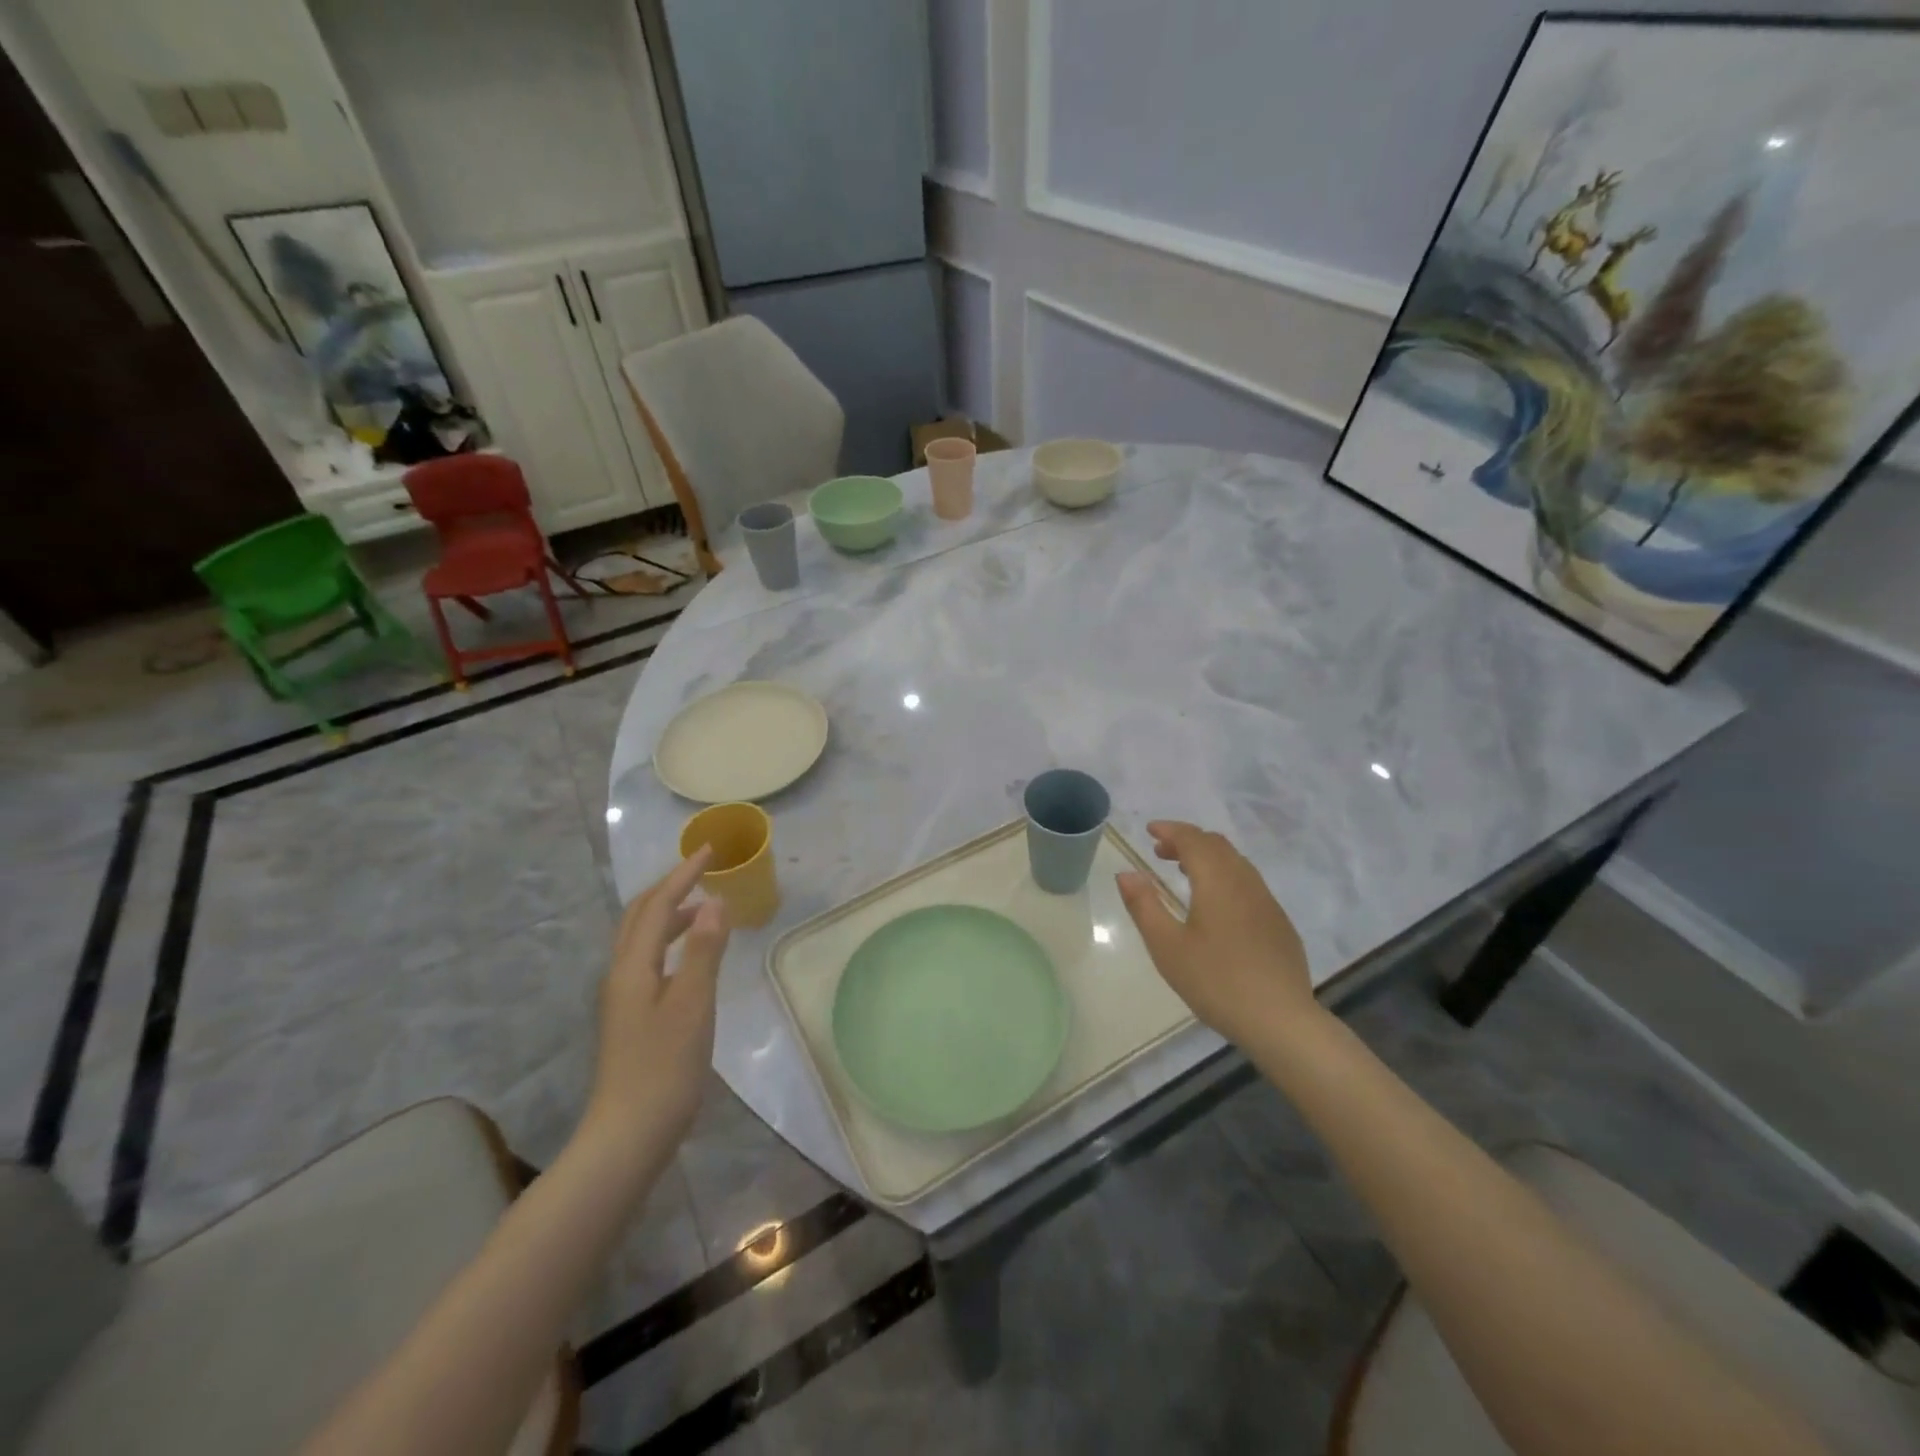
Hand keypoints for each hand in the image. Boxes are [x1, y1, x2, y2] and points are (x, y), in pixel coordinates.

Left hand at [585, 846, 730, 1149]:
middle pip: (640, 915)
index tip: (710, 850)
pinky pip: (648, 959)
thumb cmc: (665, 1067)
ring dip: (669, 913)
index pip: (658, 905)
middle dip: (670, 887)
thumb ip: (705, 951)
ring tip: (704, 907)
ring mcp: (622, 997)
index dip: (684, 874)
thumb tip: (714, 901)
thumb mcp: (693, 1004)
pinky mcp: (630, 1016)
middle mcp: (621, 974)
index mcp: (633, 966)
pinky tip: (691, 955)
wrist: (628, 1135)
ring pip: (642, 938)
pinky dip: (670, 940)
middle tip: (703, 870)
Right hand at [1116, 821, 1317, 1046]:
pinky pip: (1249, 883)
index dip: (1170, 830)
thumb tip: (1126, 873)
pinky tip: (1216, 905)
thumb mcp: (1167, 947)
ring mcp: (1267, 902)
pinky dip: (1226, 876)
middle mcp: (1245, 882)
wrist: (1280, 1020)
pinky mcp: (1279, 923)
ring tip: (1184, 872)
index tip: (1149, 830)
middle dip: (1187, 840)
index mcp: (1217, 881)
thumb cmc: (1215, 981)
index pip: (1193, 840)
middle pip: (1217, 845)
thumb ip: (1144, 905)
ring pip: (1236, 862)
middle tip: (1160, 852)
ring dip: (1208, 857)